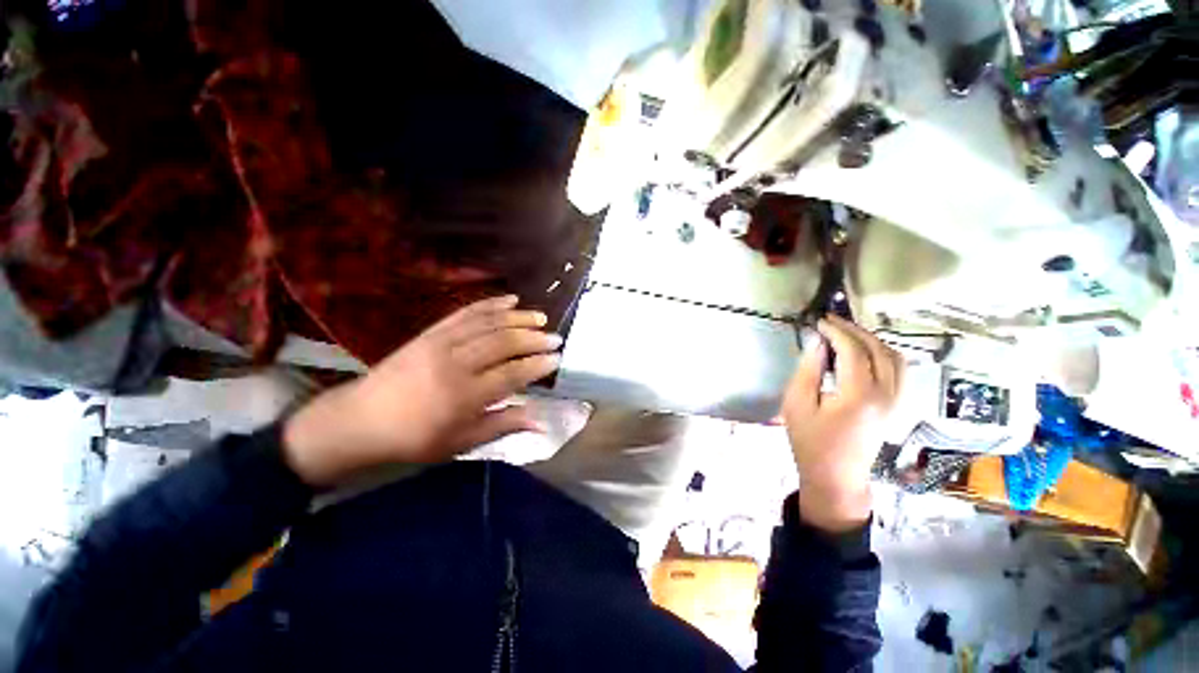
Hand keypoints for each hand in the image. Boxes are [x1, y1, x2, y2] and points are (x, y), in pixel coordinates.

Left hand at [283, 296, 561, 487]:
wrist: (361, 420)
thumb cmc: (415, 438)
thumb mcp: (461, 442)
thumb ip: (503, 425)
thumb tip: (540, 421)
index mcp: (464, 396)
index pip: (512, 373)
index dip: (538, 364)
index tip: (557, 358)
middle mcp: (456, 363)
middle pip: (504, 343)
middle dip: (534, 338)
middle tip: (555, 337)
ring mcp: (441, 342)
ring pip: (489, 323)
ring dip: (518, 317)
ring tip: (540, 318)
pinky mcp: (431, 332)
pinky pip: (466, 312)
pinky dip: (490, 304)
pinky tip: (509, 299)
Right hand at [781, 315, 903, 532]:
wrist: (835, 476)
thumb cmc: (810, 440)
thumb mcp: (797, 403)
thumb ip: (809, 369)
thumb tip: (818, 343)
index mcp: (860, 394)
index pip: (854, 350)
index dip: (836, 331)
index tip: (819, 321)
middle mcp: (886, 394)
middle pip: (879, 349)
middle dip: (855, 331)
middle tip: (831, 322)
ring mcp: (896, 401)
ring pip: (895, 358)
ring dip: (872, 340)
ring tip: (847, 334)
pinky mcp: (896, 407)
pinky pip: (899, 371)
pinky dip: (883, 354)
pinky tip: (864, 353)